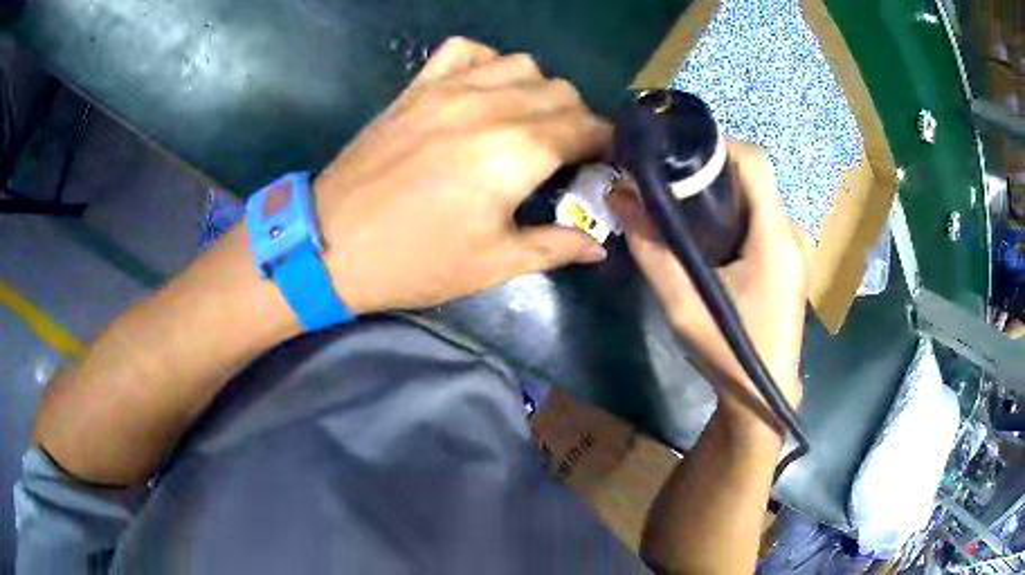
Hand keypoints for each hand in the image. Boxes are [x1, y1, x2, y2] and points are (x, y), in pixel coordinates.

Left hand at [312, 37, 609, 314]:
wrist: (330, 245)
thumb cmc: (414, 261)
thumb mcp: (493, 264)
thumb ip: (555, 246)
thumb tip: (599, 244)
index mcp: (517, 152)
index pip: (587, 127)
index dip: (604, 144)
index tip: (602, 163)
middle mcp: (491, 107)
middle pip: (561, 92)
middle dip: (576, 120)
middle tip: (564, 153)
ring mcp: (449, 90)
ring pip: (522, 64)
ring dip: (538, 90)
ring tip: (526, 121)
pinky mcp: (418, 87)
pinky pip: (465, 51)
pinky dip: (486, 63)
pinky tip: (482, 91)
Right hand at [609, 142, 807, 424]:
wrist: (764, 398)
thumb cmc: (729, 354)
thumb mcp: (682, 305)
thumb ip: (651, 249)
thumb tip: (619, 197)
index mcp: (775, 238)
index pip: (756, 163)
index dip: (718, 145)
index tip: (678, 152)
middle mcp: (792, 234)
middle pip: (755, 178)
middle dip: (713, 171)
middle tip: (671, 182)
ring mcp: (796, 248)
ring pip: (758, 199)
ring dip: (723, 195)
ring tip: (685, 208)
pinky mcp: (791, 261)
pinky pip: (763, 220)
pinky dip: (735, 215)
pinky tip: (711, 238)